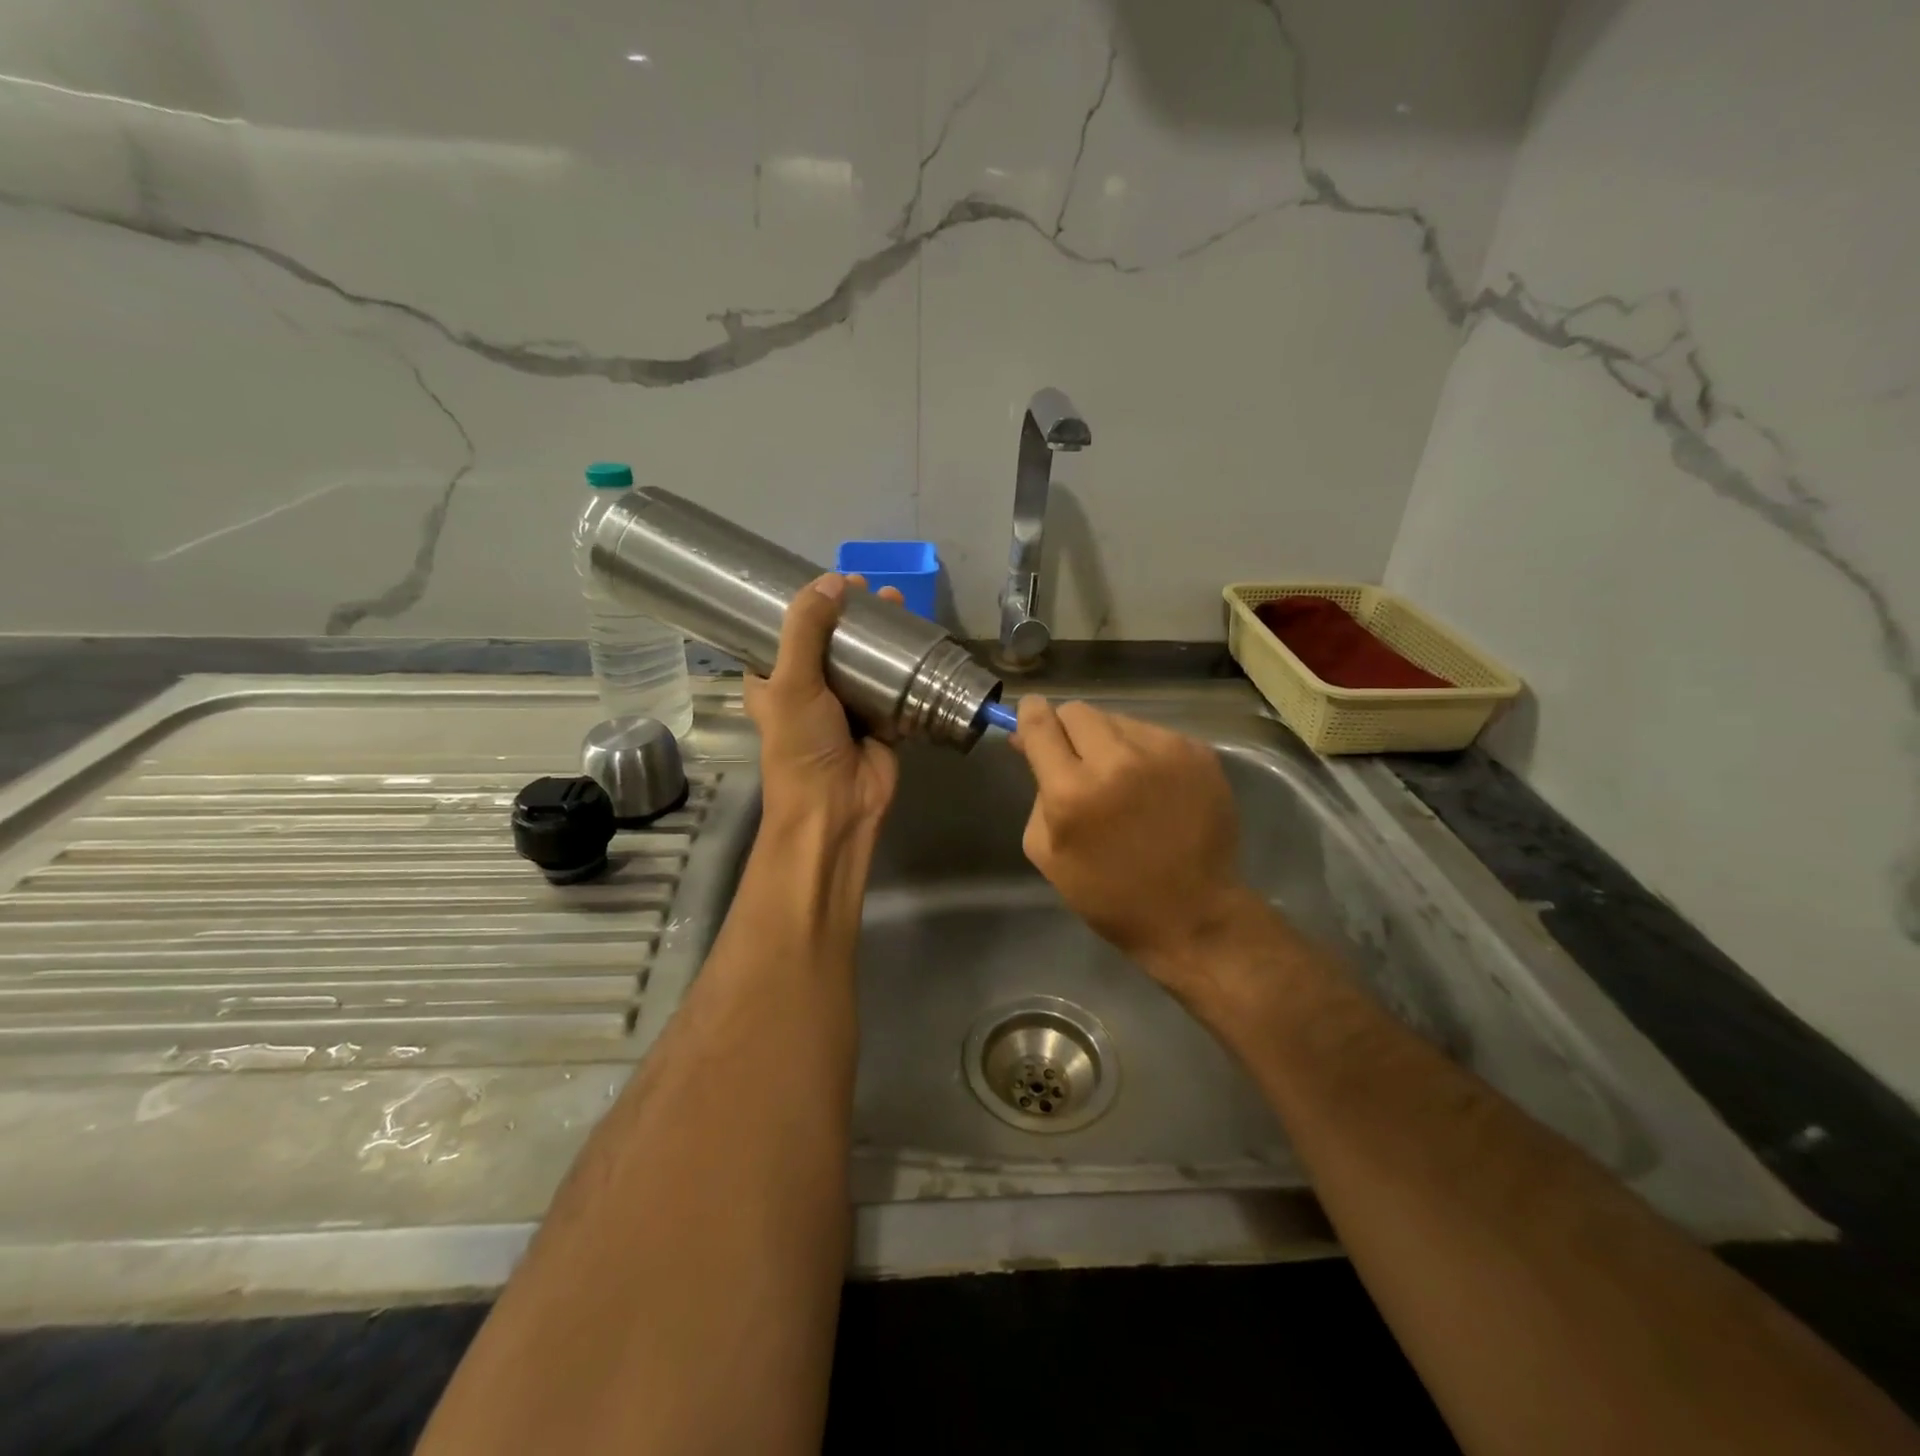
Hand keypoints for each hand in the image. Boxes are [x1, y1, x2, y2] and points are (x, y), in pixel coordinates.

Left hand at [744, 574, 901, 835]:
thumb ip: (806, 629)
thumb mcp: (792, 682)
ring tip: (898, 604)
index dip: (804, 607)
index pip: (783, 635)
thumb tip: (832, 580)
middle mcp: (809, 692)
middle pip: (832, 644)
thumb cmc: (801, 745)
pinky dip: (906, 668)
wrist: (837, 807)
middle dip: (851, 617)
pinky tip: (920, 641)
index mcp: (774, 683)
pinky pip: (895, 688)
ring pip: (866, 663)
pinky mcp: (881, 722)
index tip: (828, 581)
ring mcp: (848, 707)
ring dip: (881, 638)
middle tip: (870, 589)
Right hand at [1011, 695, 1257, 987]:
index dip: (1030, 714)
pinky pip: (1154, 734)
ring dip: (1109, 741)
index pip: (1040, 723)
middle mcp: (1118, 760)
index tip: (1030, 716)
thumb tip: (1032, 744)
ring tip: (1122, 780)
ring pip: (1118, 719)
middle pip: (1077, 711)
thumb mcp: (1047, 851)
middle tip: (1076, 759)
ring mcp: (1164, 752)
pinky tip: (1153, 787)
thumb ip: (1036, 791)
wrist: (1192, 914)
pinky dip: (1144, 752)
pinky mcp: (1199, 753)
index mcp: (1072, 791)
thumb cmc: (1109, 893)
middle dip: (1068, 730)